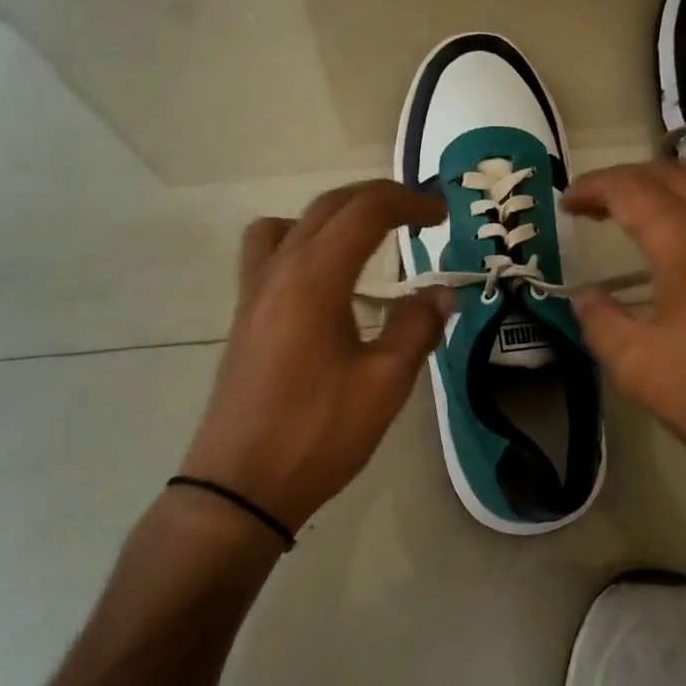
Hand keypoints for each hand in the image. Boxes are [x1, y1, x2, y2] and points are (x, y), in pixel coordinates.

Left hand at [177, 180, 450, 532]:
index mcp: (314, 278)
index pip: (365, 211)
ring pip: (290, 223)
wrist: (240, 486)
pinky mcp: (244, 316)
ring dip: (333, 216)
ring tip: (367, 241)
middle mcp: (278, 270)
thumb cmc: (317, 433)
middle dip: (378, 199)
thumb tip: (442, 292)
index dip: (410, 202)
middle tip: (419, 215)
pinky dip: (304, 243)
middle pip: (328, 206)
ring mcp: (253, 292)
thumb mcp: (385, 383)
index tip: (444, 215)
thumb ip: (417, 327)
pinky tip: (328, 285)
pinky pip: (270, 253)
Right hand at [565, 160, 685, 520]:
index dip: (594, 188)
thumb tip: (584, 297)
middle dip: (627, 179)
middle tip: (593, 204)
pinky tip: (683, 237)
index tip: (565, 202)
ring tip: (635, 209)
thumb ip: (600, 322)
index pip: (633, 190)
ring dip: (666, 185)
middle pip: (674, 174)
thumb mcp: (639, 367)